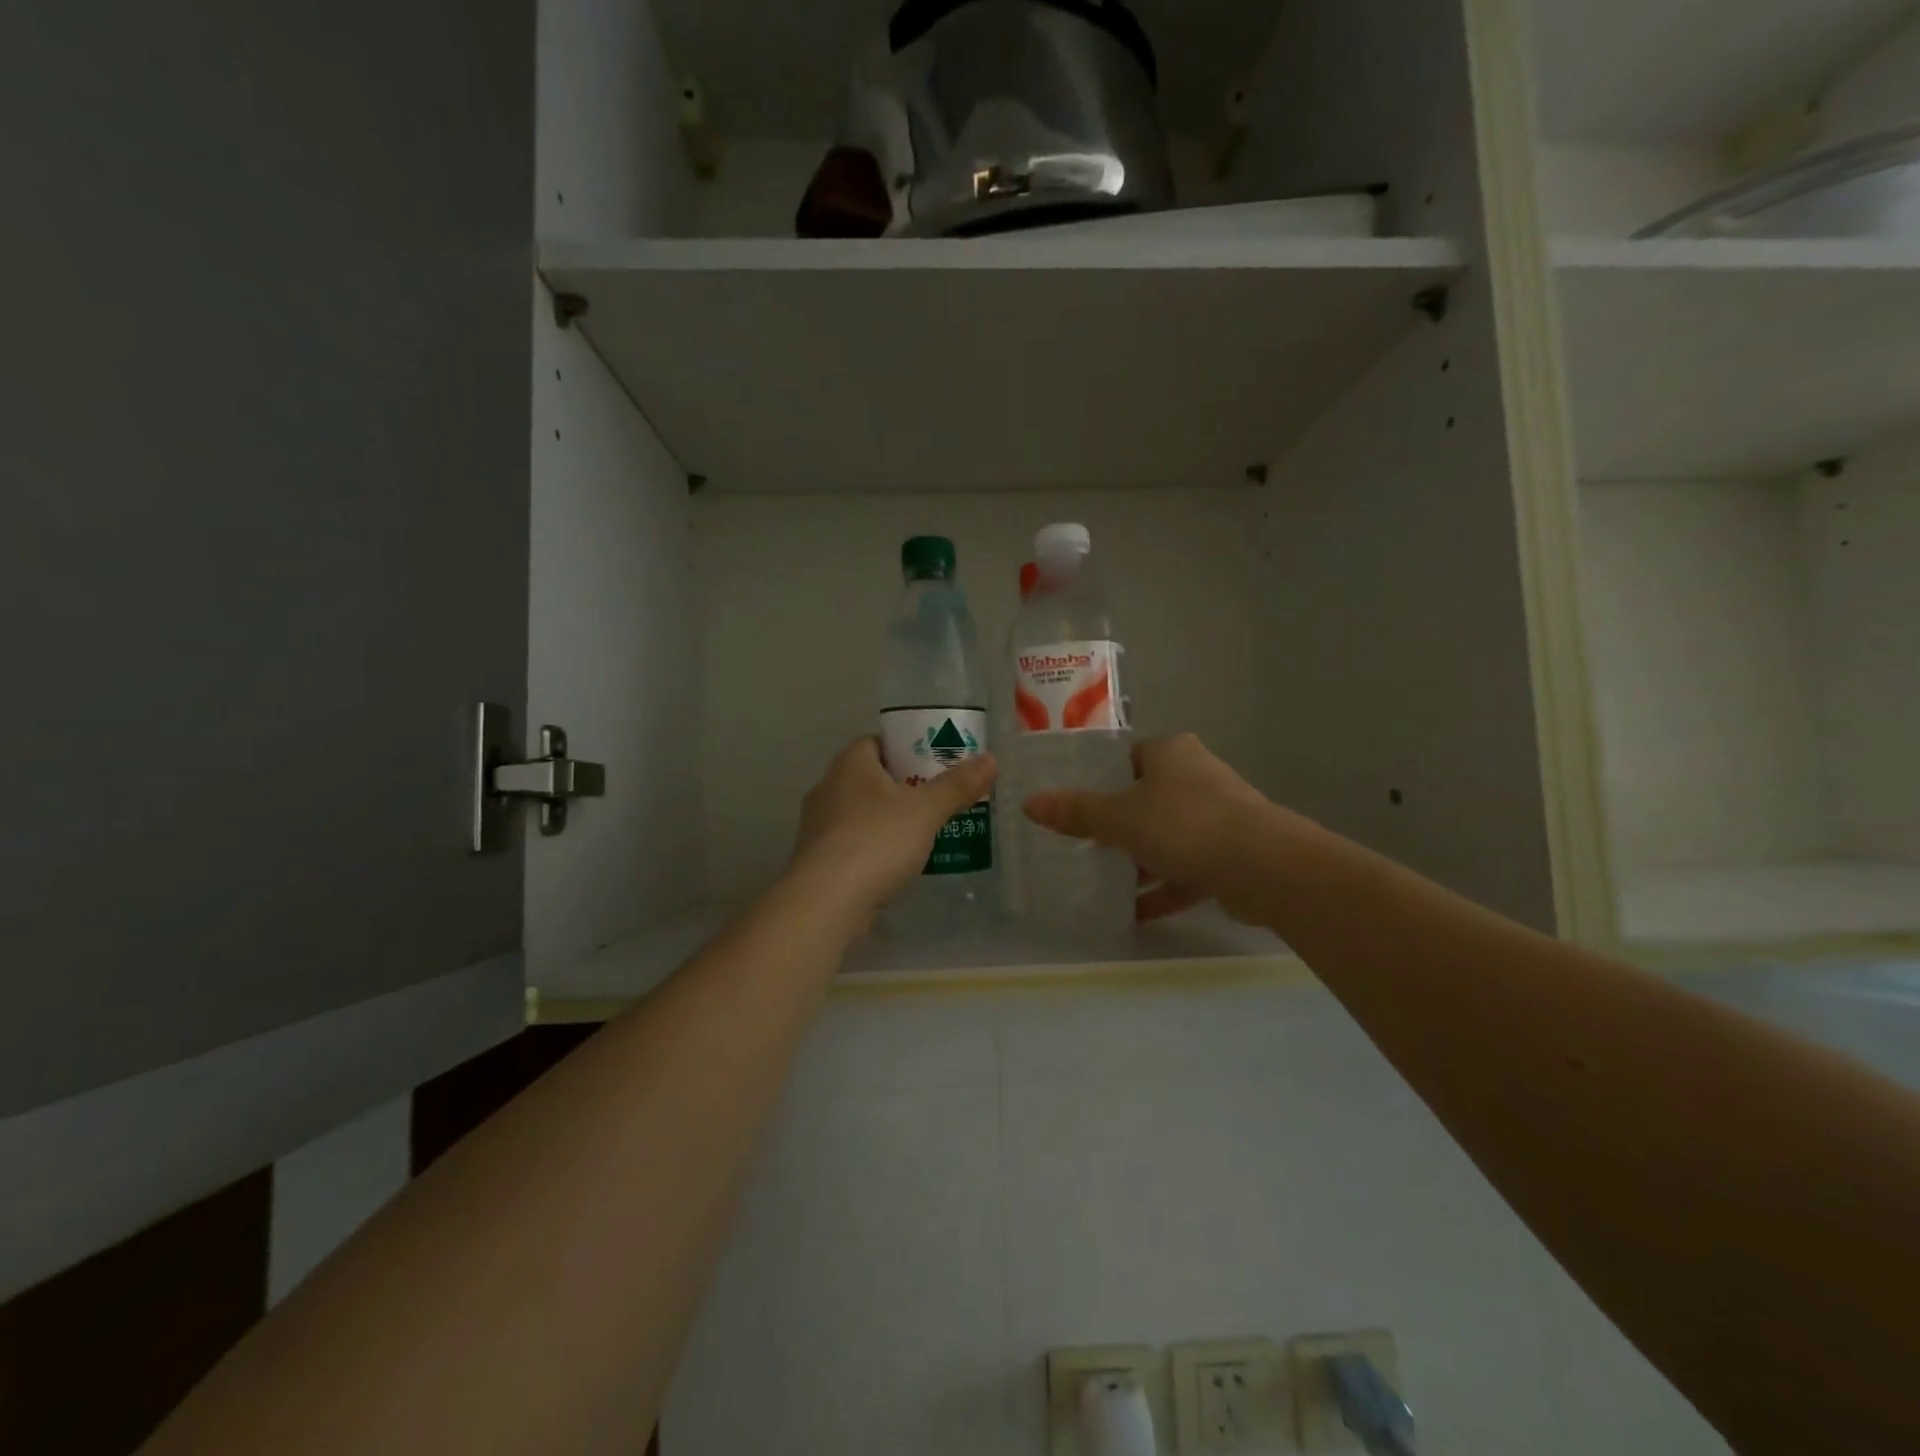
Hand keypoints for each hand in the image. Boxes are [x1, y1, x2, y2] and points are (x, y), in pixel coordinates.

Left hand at [791, 738, 997, 922]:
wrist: (826, 901)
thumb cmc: (876, 841)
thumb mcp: (925, 811)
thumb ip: (957, 786)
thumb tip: (990, 759)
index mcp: (849, 764)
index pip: (876, 742)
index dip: (905, 748)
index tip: (933, 763)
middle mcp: (827, 788)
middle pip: (869, 778)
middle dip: (901, 786)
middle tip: (936, 798)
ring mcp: (818, 826)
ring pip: (860, 812)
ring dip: (887, 819)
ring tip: (923, 832)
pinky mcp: (817, 860)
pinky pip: (852, 843)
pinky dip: (873, 848)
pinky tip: (896, 864)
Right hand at [1023, 733, 1283, 921]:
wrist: (1264, 868)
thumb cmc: (1184, 825)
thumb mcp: (1120, 817)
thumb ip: (1076, 812)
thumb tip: (1029, 803)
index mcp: (1171, 752)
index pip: (1128, 757)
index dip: (1100, 778)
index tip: (1074, 803)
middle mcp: (1197, 776)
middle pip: (1146, 798)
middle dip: (1116, 824)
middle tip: (1081, 844)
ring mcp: (1218, 816)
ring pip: (1166, 835)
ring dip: (1139, 860)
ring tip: (1100, 881)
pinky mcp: (1230, 854)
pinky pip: (1186, 869)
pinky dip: (1162, 888)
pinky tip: (1133, 913)